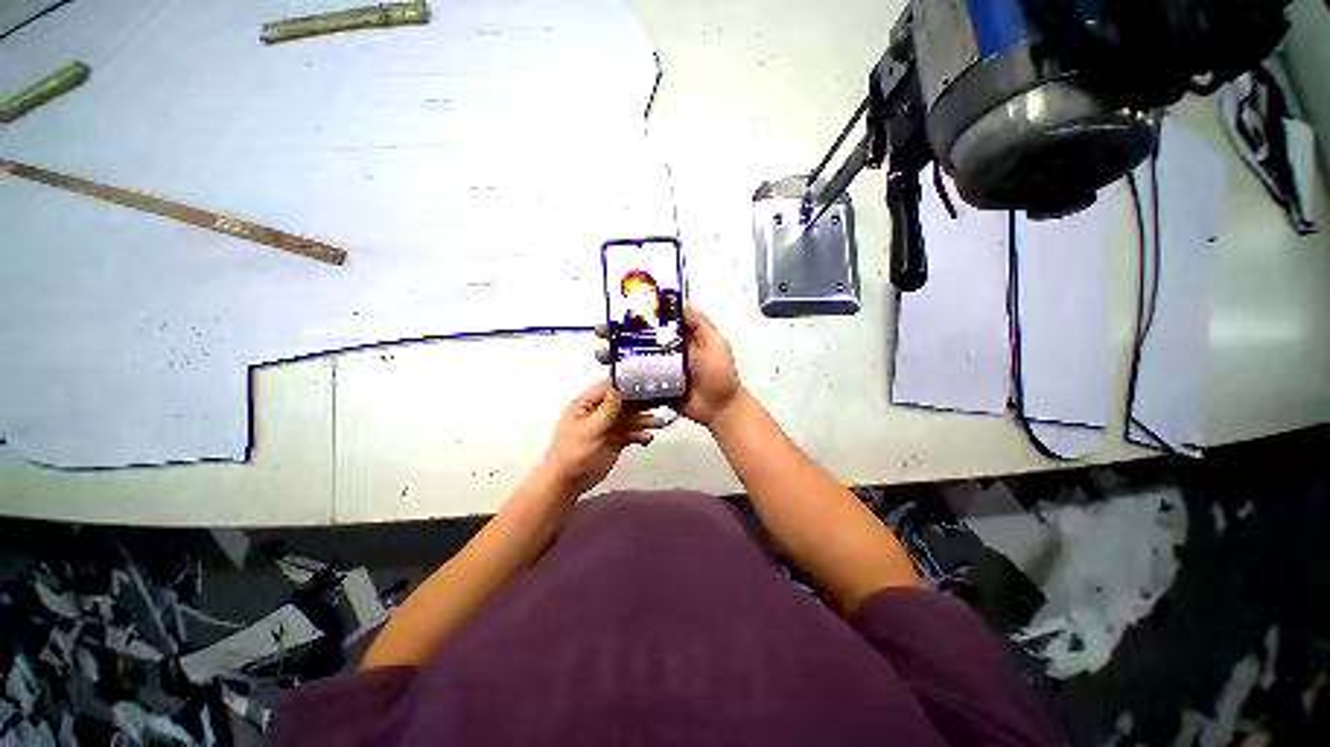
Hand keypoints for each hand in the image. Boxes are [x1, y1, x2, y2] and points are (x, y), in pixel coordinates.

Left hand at [541, 379, 661, 495]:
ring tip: (659, 423)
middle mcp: (599, 412)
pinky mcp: (615, 440)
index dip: (626, 384)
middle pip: (623, 402)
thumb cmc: (573, 453)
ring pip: (630, 418)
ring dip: (644, 420)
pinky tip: (647, 438)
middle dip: (640, 403)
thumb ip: (606, 409)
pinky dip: (640, 435)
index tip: (645, 382)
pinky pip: (631, 433)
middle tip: (659, 402)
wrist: (569, 482)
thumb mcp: (589, 429)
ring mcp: (608, 426)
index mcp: (587, 404)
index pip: (609, 388)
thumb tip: (619, 388)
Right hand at [596, 304, 741, 427]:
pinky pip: (636, 381)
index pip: (656, 323)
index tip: (620, 310)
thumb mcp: (715, 344)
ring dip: (616, 355)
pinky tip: (608, 374)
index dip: (639, 316)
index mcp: (680, 339)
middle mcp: (667, 352)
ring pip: (634, 359)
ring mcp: (660, 371)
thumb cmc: (720, 374)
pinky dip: (622, 377)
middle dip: (619, 335)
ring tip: (600, 353)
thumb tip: (682, 302)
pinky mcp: (655, 387)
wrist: (720, 408)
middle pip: (639, 340)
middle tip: (601, 331)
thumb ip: (700, 324)